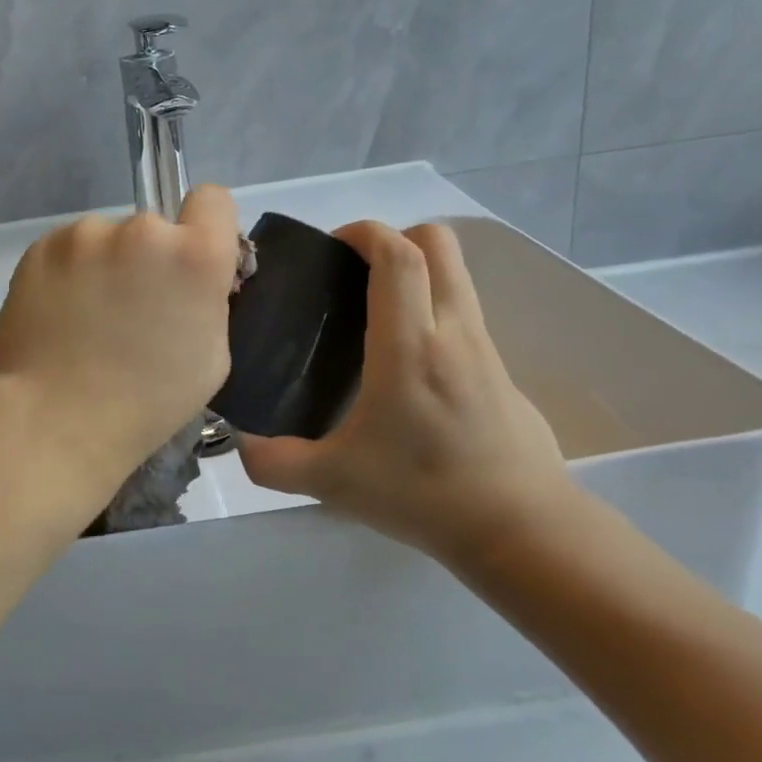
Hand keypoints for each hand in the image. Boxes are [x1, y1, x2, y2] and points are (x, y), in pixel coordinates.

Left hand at [0, 185, 242, 490]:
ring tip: (86, 318)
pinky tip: (58, 315)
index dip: (206, 228)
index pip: (212, 199)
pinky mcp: (40, 247)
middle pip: (154, 227)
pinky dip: (68, 273)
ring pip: (106, 239)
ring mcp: (85, 235)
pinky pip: (67, 250)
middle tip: (130, 309)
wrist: (55, 420)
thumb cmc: (146, 403)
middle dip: (149, 258)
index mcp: (195, 255)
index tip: (190, 262)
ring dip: (105, 264)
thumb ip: (208, 299)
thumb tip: (190, 279)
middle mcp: (142, 229)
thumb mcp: (212, 356)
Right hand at [237, 221, 570, 564]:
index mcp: (409, 346)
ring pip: (456, 274)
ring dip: (416, 271)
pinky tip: (409, 361)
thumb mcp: (333, 482)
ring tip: (374, 312)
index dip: (365, 231)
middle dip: (394, 237)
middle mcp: (452, 331)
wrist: (522, 529)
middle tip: (353, 272)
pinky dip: (434, 308)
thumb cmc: (424, 493)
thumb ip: (274, 462)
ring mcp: (485, 347)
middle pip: (437, 243)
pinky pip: (464, 312)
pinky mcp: (503, 370)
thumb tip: (239, 442)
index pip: (398, 255)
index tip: (332, 245)